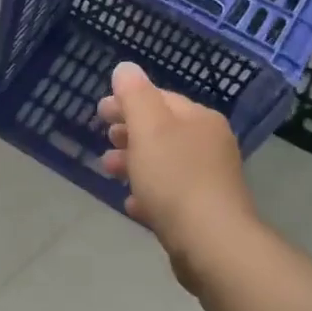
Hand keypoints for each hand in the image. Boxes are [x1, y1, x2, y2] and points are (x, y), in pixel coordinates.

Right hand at [97, 62, 259, 288]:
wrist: (211, 242)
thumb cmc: (175, 178)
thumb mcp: (148, 128)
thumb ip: (134, 96)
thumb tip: (125, 68)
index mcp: (199, 119)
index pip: (160, 99)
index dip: (128, 101)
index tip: (100, 111)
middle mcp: (209, 144)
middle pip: (162, 131)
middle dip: (130, 132)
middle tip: (104, 139)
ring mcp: (209, 179)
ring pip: (164, 162)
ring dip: (134, 163)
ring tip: (108, 171)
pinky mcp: (203, 211)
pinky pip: (169, 194)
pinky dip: (148, 193)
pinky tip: (133, 203)